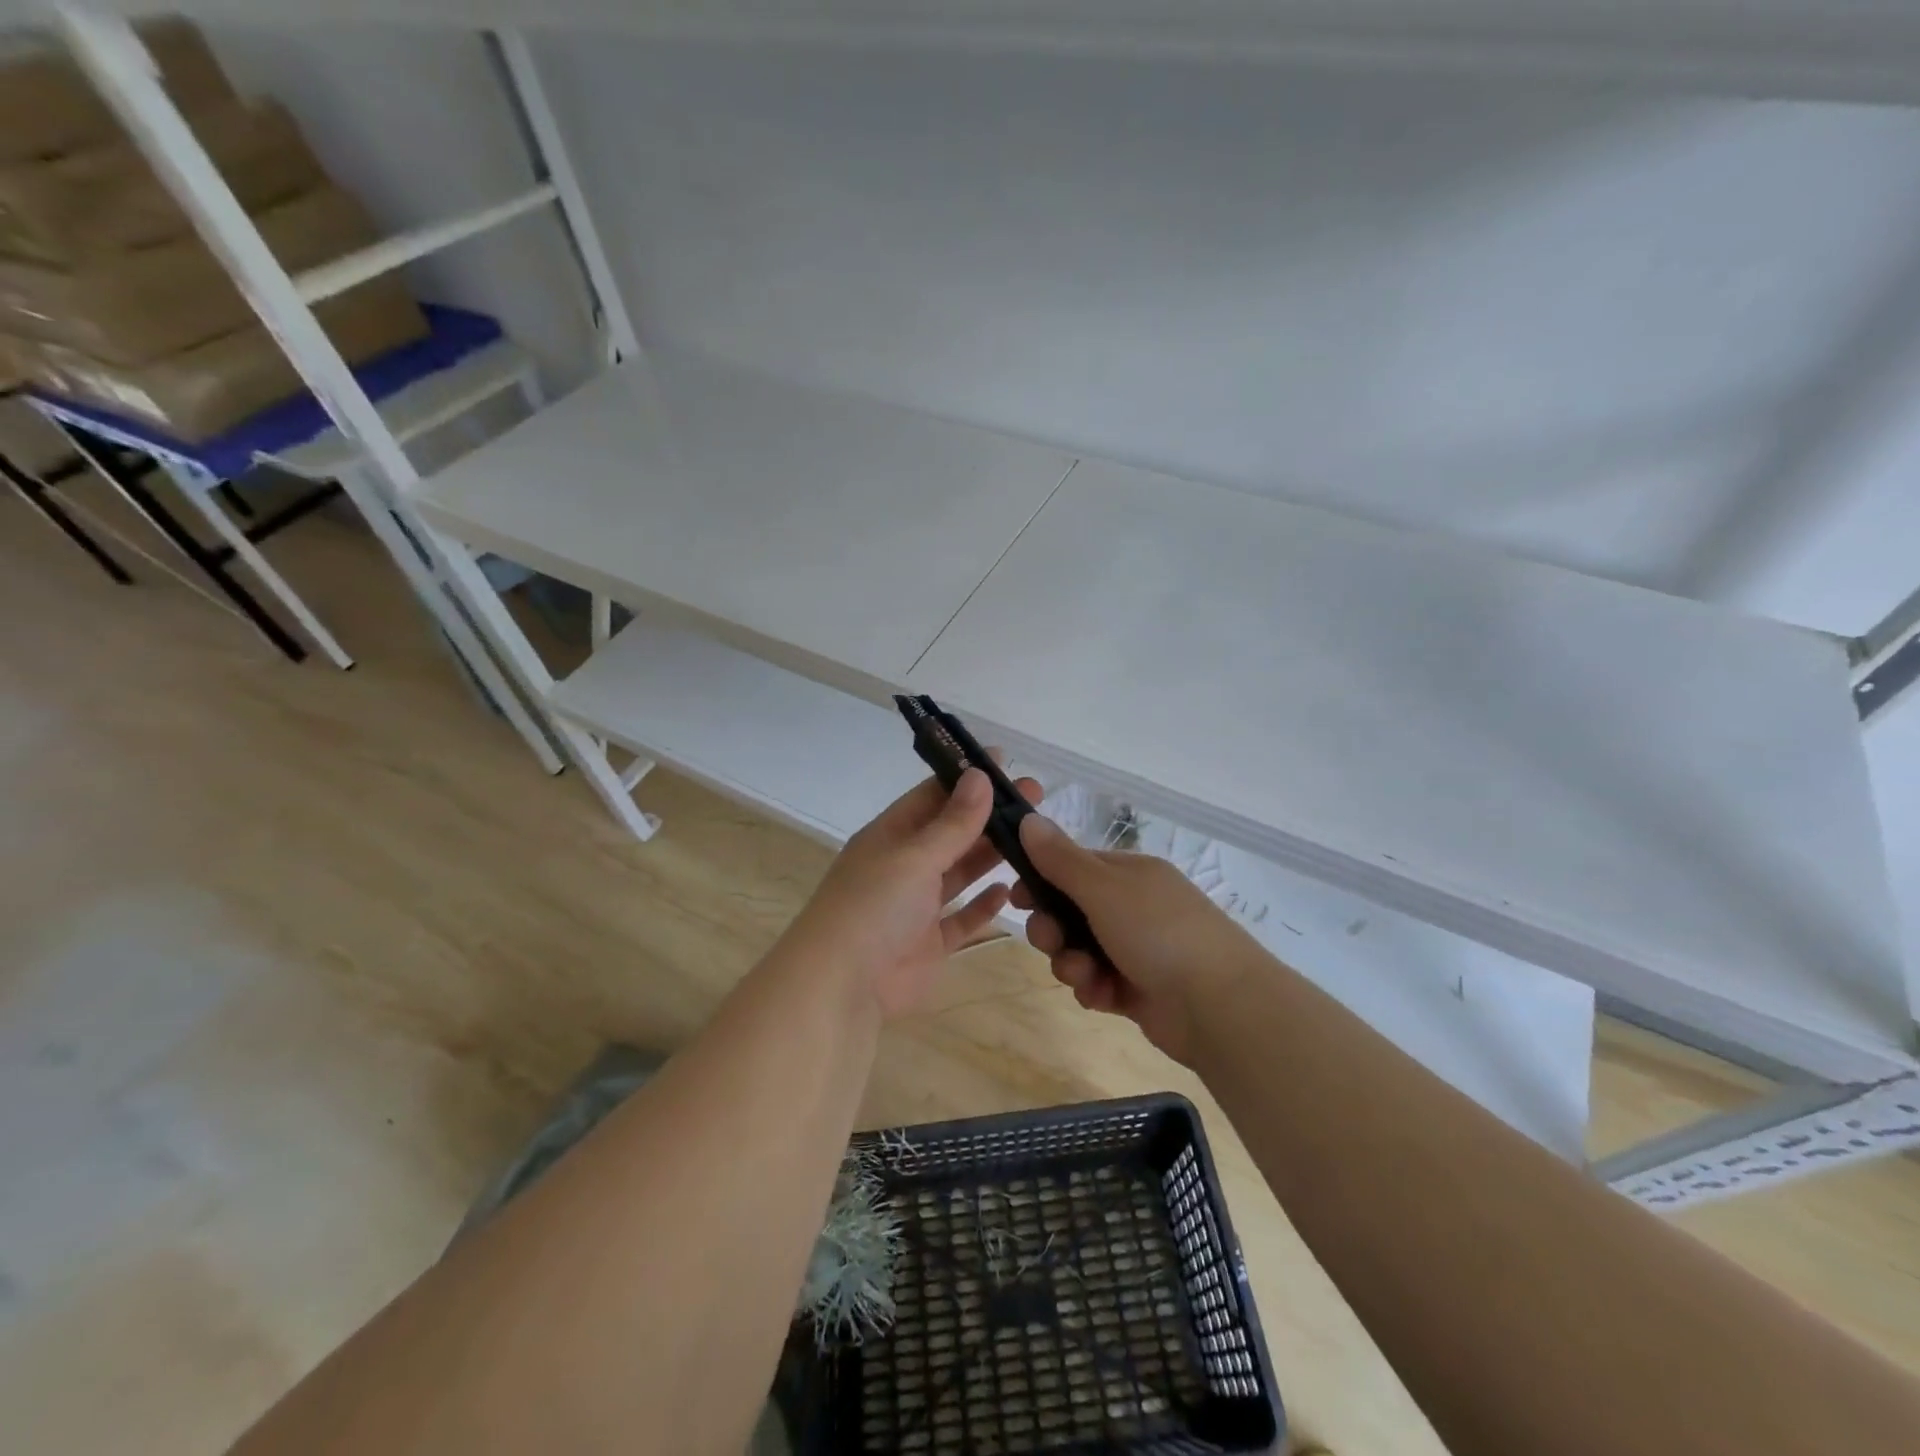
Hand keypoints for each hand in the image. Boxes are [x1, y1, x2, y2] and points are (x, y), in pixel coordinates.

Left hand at [777, 766, 1041, 1019]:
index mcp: (890, 836)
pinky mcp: (930, 944)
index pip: (931, 796)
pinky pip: (962, 919)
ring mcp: (916, 907)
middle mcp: (903, 866)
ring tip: (1033, 837)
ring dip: (990, 855)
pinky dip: (983, 905)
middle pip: (951, 832)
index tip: (1003, 762)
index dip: (965, 778)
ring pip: (959, 873)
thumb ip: (952, 823)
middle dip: (989, 814)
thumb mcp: (914, 856)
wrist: (843, 986)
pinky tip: (1008, 890)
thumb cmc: (874, 907)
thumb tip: (980, 775)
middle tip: (1034, 796)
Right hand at [1011, 816, 1269, 1065]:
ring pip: (1079, 950)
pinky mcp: (1138, 989)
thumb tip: (1028, 818)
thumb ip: (1060, 858)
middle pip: (1071, 911)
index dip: (1041, 880)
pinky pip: (1097, 982)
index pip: (1073, 866)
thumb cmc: (1159, 932)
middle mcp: (1133, 907)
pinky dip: (1094, 988)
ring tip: (1085, 976)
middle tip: (1050, 941)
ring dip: (1071, 963)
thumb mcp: (1103, 888)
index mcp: (1130, 874)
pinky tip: (1103, 996)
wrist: (1220, 1006)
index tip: (1017, 897)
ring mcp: (1137, 949)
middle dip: (1052, 928)